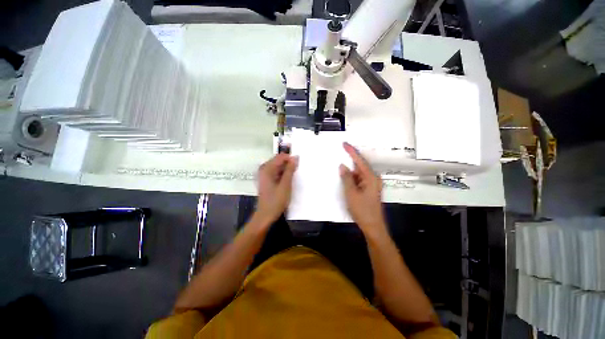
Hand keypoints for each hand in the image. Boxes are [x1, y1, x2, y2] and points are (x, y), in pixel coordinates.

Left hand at [254, 153, 297, 225]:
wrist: (266, 215)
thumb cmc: (276, 201)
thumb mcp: (285, 185)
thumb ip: (290, 170)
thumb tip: (295, 158)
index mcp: (267, 168)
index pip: (280, 157)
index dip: (290, 159)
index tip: (298, 165)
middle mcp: (264, 169)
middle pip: (279, 161)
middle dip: (289, 164)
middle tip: (296, 172)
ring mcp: (264, 174)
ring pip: (278, 166)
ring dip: (286, 170)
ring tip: (292, 177)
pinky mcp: (266, 179)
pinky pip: (276, 172)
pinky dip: (283, 174)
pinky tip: (287, 181)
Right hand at [339, 142, 385, 235]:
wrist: (373, 226)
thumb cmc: (362, 210)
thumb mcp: (351, 193)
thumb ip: (346, 178)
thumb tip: (342, 166)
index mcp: (370, 177)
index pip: (359, 161)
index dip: (351, 151)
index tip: (344, 143)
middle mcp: (373, 178)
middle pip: (360, 165)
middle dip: (350, 160)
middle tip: (340, 153)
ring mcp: (371, 184)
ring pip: (359, 173)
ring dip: (350, 171)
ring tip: (340, 167)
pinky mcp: (369, 189)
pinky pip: (359, 179)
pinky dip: (352, 178)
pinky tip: (345, 178)